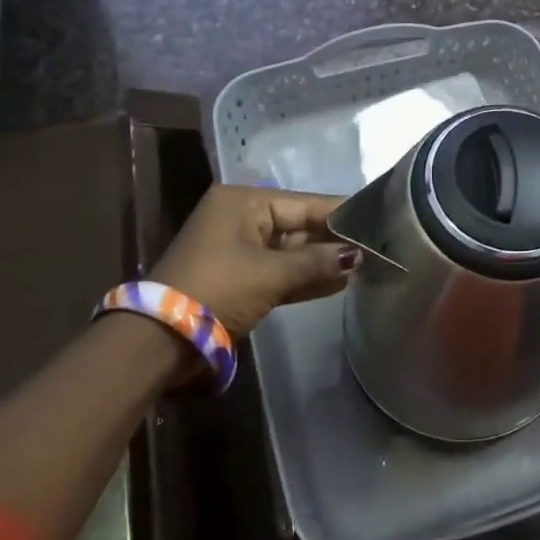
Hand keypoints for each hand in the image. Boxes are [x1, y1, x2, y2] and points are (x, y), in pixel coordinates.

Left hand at [151, 186, 358, 335]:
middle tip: (376, 246)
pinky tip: (337, 283)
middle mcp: (241, 217)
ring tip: (363, 267)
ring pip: (290, 250)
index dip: (340, 214)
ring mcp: (238, 248)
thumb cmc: (219, 288)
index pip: (304, 203)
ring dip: (321, 261)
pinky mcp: (238, 276)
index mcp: (243, 201)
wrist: (161, 338)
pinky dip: (303, 277)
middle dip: (333, 240)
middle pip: (298, 225)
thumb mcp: (271, 274)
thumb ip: (316, 262)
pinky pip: (279, 270)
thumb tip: (356, 256)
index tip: (378, 218)